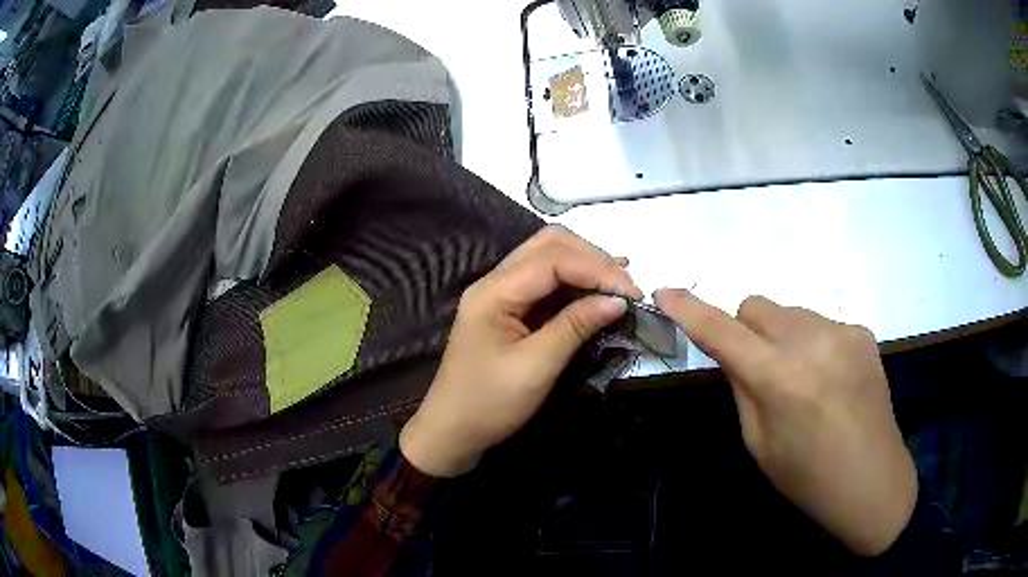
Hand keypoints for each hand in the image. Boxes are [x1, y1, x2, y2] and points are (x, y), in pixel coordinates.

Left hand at [400, 226, 642, 477]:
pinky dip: (576, 283)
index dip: (595, 269)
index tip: (631, 292)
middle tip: (626, 287)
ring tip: (620, 284)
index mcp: (494, 292)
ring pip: (549, 258)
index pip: (552, 259)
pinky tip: (599, 291)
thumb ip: (575, 327)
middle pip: (549, 246)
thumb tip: (618, 300)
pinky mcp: (511, 309)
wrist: (453, 431)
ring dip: (586, 266)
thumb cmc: (489, 403)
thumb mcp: (536, 367)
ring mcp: (502, 293)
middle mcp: (496, 281)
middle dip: (592, 259)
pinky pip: (547, 283)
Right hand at [654, 290, 916, 556]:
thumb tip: (731, 350)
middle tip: (759, 369)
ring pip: (790, 313)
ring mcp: (842, 331)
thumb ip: (742, 387)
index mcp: (780, 378)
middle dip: (746, 331)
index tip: (666, 291)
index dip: (690, 310)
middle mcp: (811, 341)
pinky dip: (813, 344)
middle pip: (756, 306)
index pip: (722, 332)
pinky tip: (830, 379)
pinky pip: (821, 324)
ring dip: (782, 337)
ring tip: (803, 379)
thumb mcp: (758, 442)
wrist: (872, 479)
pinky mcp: (862, 332)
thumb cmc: (807, 477)